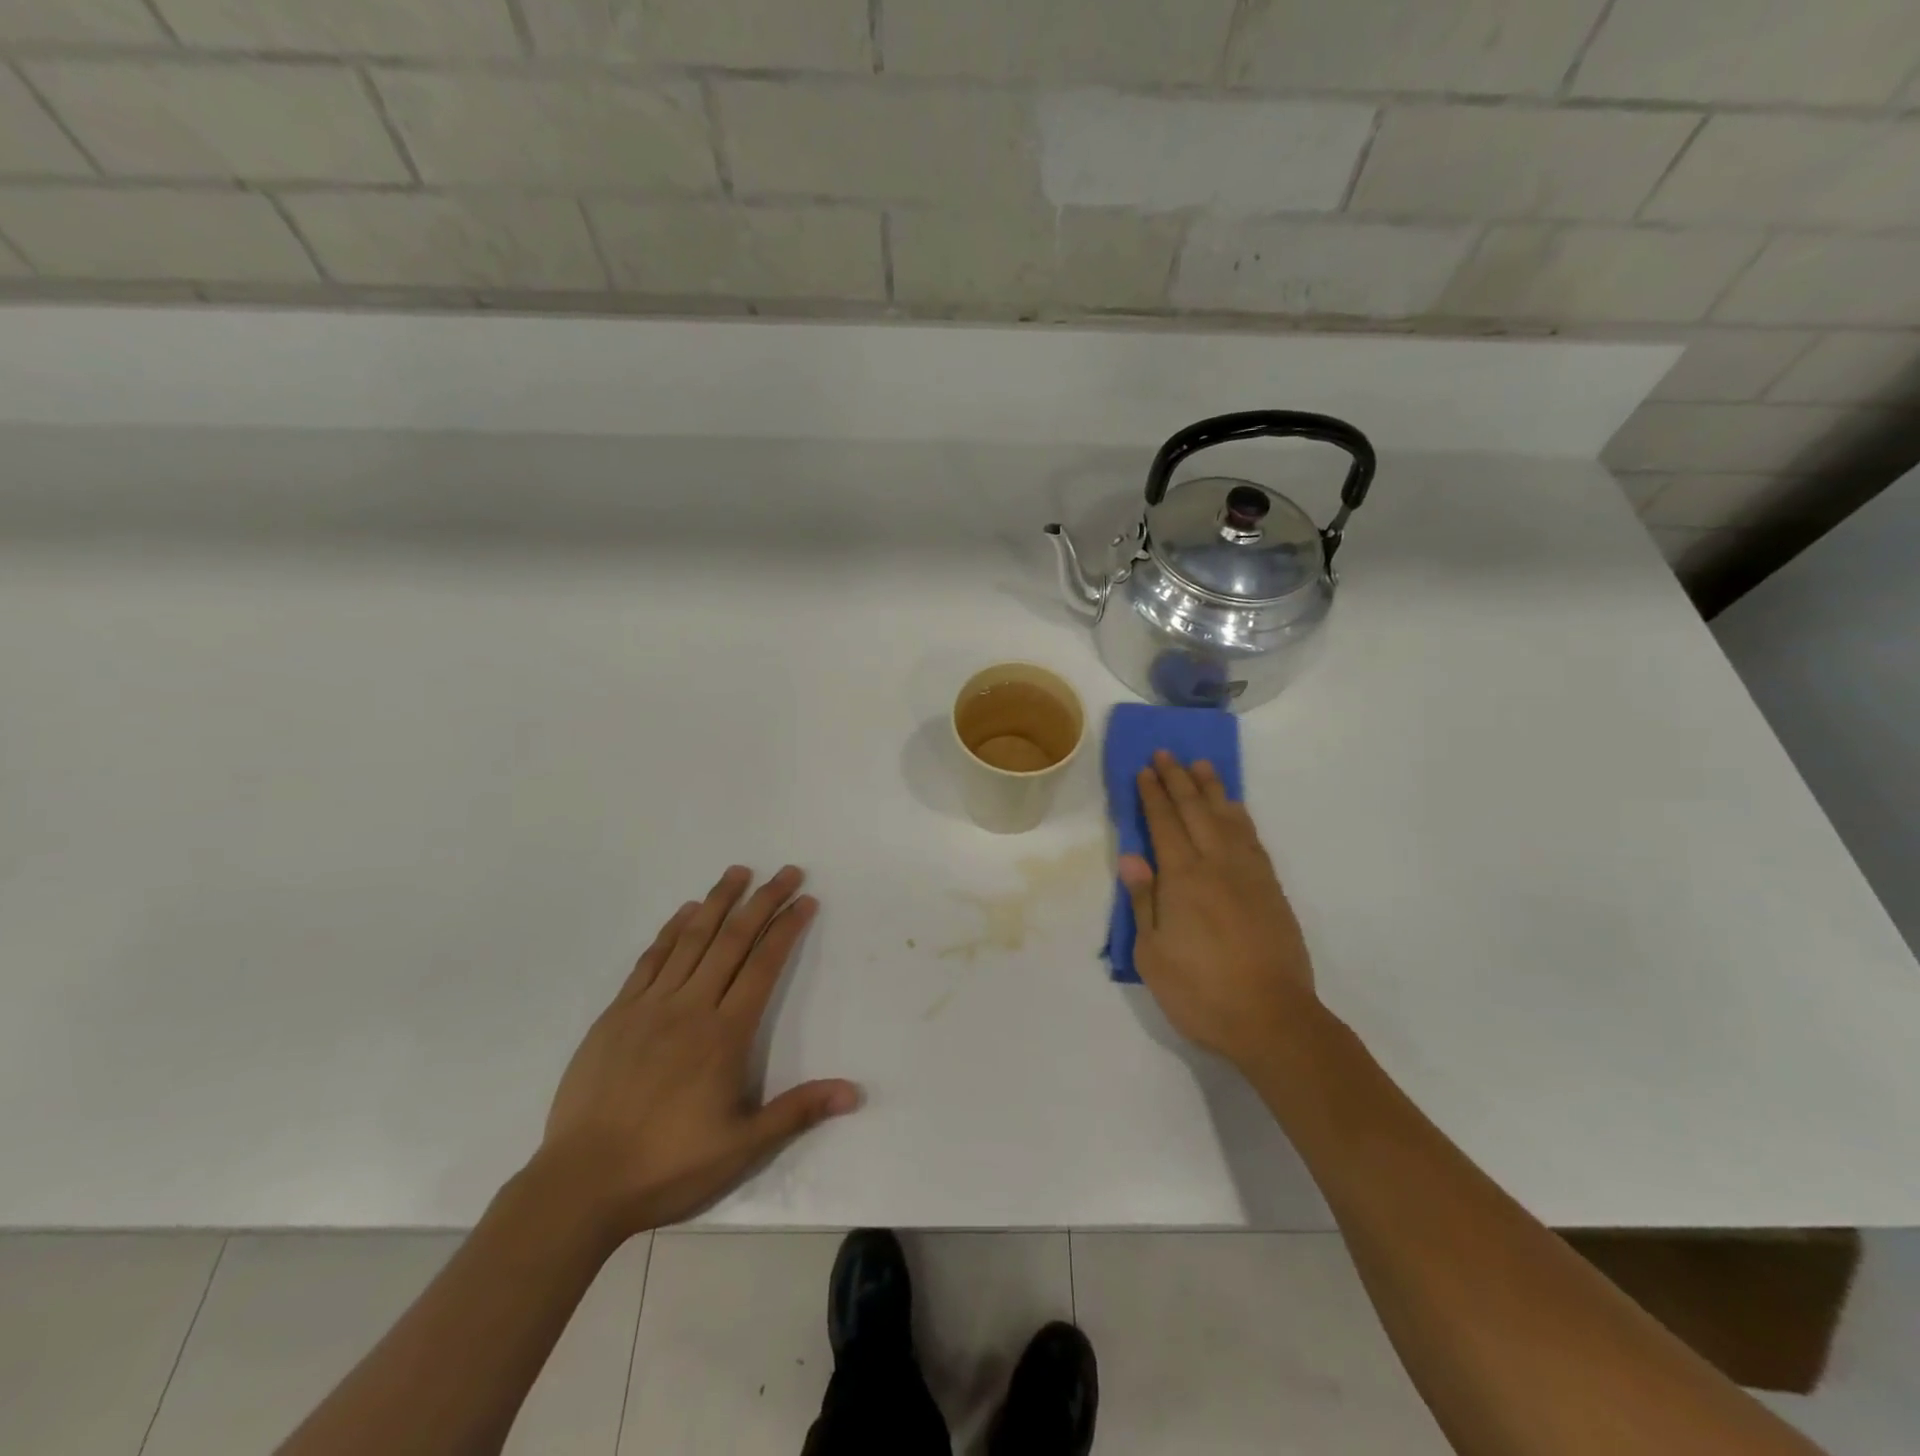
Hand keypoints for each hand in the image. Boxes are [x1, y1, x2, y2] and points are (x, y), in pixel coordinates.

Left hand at [535, 865, 859, 1238]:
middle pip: (732, 940)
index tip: (805, 900)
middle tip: (786, 871)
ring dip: (718, 902)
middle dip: (763, 901)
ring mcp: (649, 1006)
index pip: (763, 965)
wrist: (581, 1184)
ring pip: (690, 940)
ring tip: (738, 872)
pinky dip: (671, 930)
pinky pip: (650, 959)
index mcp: (724, 1035)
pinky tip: (685, 912)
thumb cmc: (669, 1165)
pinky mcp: (617, 1014)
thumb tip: (854, 1091)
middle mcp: (690, 1008)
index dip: (786, 928)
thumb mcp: (742, 1147)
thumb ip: (798, 1111)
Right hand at [1118, 752, 1318, 1070]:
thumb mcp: (1153, 954)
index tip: (1144, 770)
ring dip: (1212, 789)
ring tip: (1202, 766)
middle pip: (1195, 811)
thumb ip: (1143, 902)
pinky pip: (1253, 839)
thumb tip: (1132, 858)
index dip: (1153, 795)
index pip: (1164, 824)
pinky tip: (1234, 810)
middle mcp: (1217, 865)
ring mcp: (1249, 876)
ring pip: (1228, 819)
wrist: (1273, 1020)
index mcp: (1183, 879)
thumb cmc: (1201, 992)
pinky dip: (1240, 816)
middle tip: (1167, 754)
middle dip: (1178, 780)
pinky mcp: (1271, 890)